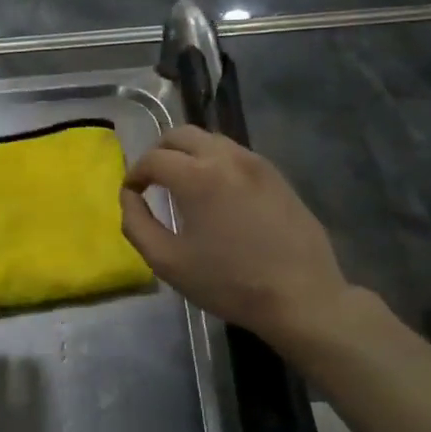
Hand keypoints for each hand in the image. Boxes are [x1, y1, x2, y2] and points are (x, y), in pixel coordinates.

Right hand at [121, 126, 368, 348]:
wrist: (301, 296)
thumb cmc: (228, 282)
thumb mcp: (168, 261)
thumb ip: (137, 223)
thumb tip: (130, 196)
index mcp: (197, 176)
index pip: (154, 158)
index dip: (135, 173)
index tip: (132, 193)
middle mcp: (226, 157)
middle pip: (181, 134)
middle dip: (159, 152)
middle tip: (153, 180)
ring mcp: (256, 163)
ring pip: (211, 140)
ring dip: (189, 154)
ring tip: (183, 184)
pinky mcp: (276, 175)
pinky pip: (236, 155)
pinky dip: (216, 162)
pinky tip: (217, 193)